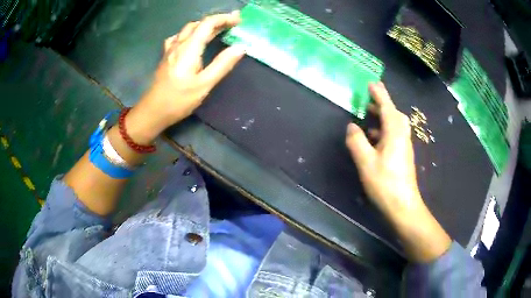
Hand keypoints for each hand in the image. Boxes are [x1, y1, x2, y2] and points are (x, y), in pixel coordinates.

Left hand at [125, 12, 245, 143]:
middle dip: (217, 20)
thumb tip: (241, 47)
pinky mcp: (166, 56)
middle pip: (198, 24)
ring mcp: (170, 49)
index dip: (224, 18)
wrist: (153, 111)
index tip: (239, 20)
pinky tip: (193, 40)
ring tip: (217, 30)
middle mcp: (179, 44)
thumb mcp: (204, 84)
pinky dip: (191, 33)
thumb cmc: (179, 100)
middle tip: (233, 24)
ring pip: (188, 29)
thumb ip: (222, 64)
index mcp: (189, 48)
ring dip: (204, 25)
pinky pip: (179, 37)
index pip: (208, 24)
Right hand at [346, 82, 421, 215]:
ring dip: (383, 117)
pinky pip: (394, 135)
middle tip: (370, 100)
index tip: (371, 83)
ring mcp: (404, 146)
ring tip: (369, 117)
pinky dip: (384, 130)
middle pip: (395, 114)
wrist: (403, 205)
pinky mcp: (403, 156)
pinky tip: (374, 139)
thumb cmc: (385, 183)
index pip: (387, 107)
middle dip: (383, 104)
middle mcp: (402, 136)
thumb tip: (352, 126)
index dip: (379, 94)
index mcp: (394, 133)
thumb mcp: (366, 162)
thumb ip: (357, 141)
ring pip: (395, 125)